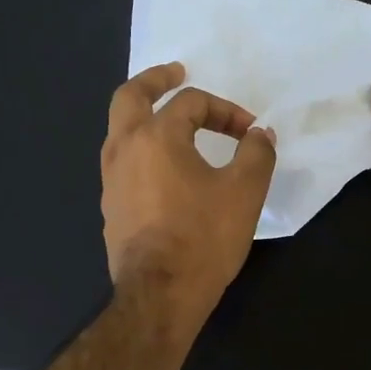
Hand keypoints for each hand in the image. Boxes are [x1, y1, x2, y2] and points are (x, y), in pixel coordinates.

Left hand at [101, 62, 276, 323]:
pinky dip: (142, 148)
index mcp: (156, 137)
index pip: (191, 103)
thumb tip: (260, 134)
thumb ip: (256, 153)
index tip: (250, 132)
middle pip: (130, 97)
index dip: (225, 110)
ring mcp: (111, 180)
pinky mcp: (110, 207)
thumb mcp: (245, 191)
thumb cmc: (203, 238)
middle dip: (155, 80)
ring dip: (144, 116)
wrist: (160, 296)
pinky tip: (164, 167)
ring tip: (170, 120)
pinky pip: (123, 161)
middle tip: (176, 73)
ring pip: (120, 130)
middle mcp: (124, 149)